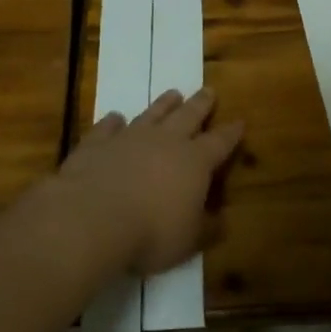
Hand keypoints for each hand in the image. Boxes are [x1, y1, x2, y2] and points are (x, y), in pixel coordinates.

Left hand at [53, 88, 244, 276]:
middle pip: (188, 116)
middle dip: (200, 104)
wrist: (91, 220)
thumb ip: (207, 228)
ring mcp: (128, 138)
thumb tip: (222, 221)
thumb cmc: (150, 234)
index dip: (231, 133)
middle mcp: (165, 141)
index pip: (219, 142)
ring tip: (173, 93)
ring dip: (163, 104)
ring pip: (152, 114)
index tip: (239, 122)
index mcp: (195, 162)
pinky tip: (115, 117)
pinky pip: (107, 127)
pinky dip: (113, 121)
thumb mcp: (189, 240)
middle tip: (208, 90)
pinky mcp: (96, 144)